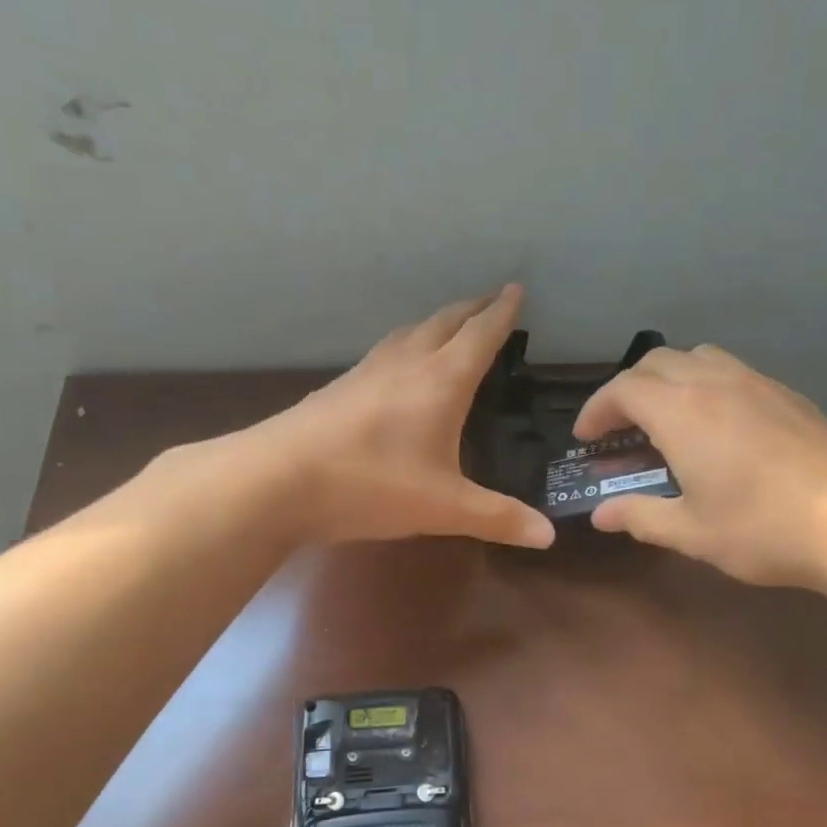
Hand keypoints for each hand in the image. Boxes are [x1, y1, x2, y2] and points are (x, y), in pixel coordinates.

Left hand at [250, 285, 555, 549]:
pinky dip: (405, 345)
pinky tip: (397, 366)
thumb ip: (498, 518)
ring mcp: (367, 372)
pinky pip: (384, 352)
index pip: (480, 335)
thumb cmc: (371, 485)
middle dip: (472, 309)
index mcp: (441, 381)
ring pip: (409, 333)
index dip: (502, 313)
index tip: (517, 289)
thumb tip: (549, 536)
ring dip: (436, 323)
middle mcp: (406, 364)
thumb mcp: (444, 508)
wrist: (277, 480)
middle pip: (445, 322)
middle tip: (491, 300)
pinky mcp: (339, 389)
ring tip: (449, 325)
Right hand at [573, 344, 826, 596]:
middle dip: (627, 389)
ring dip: (667, 380)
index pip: (622, 390)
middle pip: (655, 363)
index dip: (596, 410)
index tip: (586, 439)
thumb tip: (601, 514)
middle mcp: (714, 382)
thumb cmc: (763, 528)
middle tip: (619, 429)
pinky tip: (716, 428)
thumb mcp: (691, 532)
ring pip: (697, 358)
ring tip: (664, 420)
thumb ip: (639, 517)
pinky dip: (704, 385)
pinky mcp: (788, 395)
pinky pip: (730, 371)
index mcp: (681, 411)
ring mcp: (757, 382)